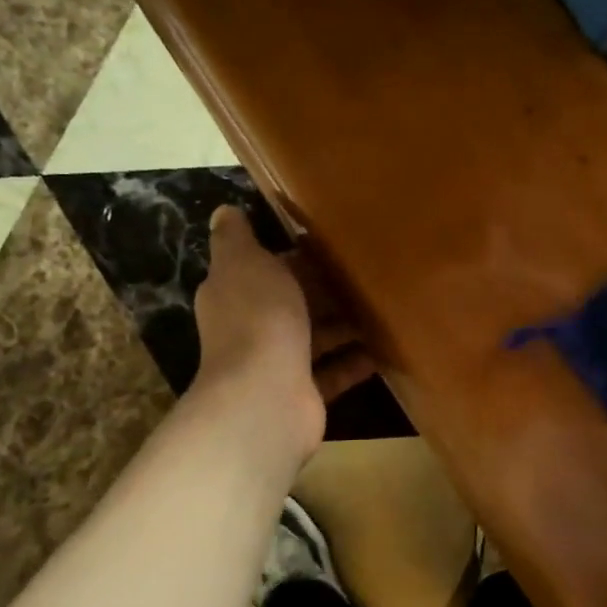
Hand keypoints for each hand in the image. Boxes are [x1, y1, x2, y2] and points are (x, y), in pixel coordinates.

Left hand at [191, 205, 377, 468]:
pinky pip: (333, 373)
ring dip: (344, 326)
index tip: (335, 245)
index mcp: (235, 293)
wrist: (265, 395)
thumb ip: (235, 238)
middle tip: (370, 274)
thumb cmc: (258, 318)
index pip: (267, 269)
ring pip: (314, 338)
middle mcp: (251, 328)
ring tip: (383, 308)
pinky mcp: (302, 392)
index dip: (297, 258)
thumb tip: (223, 212)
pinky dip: (354, 362)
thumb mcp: (244, 262)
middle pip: (293, 304)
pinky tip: (382, 350)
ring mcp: (276, 363)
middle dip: (326, 291)